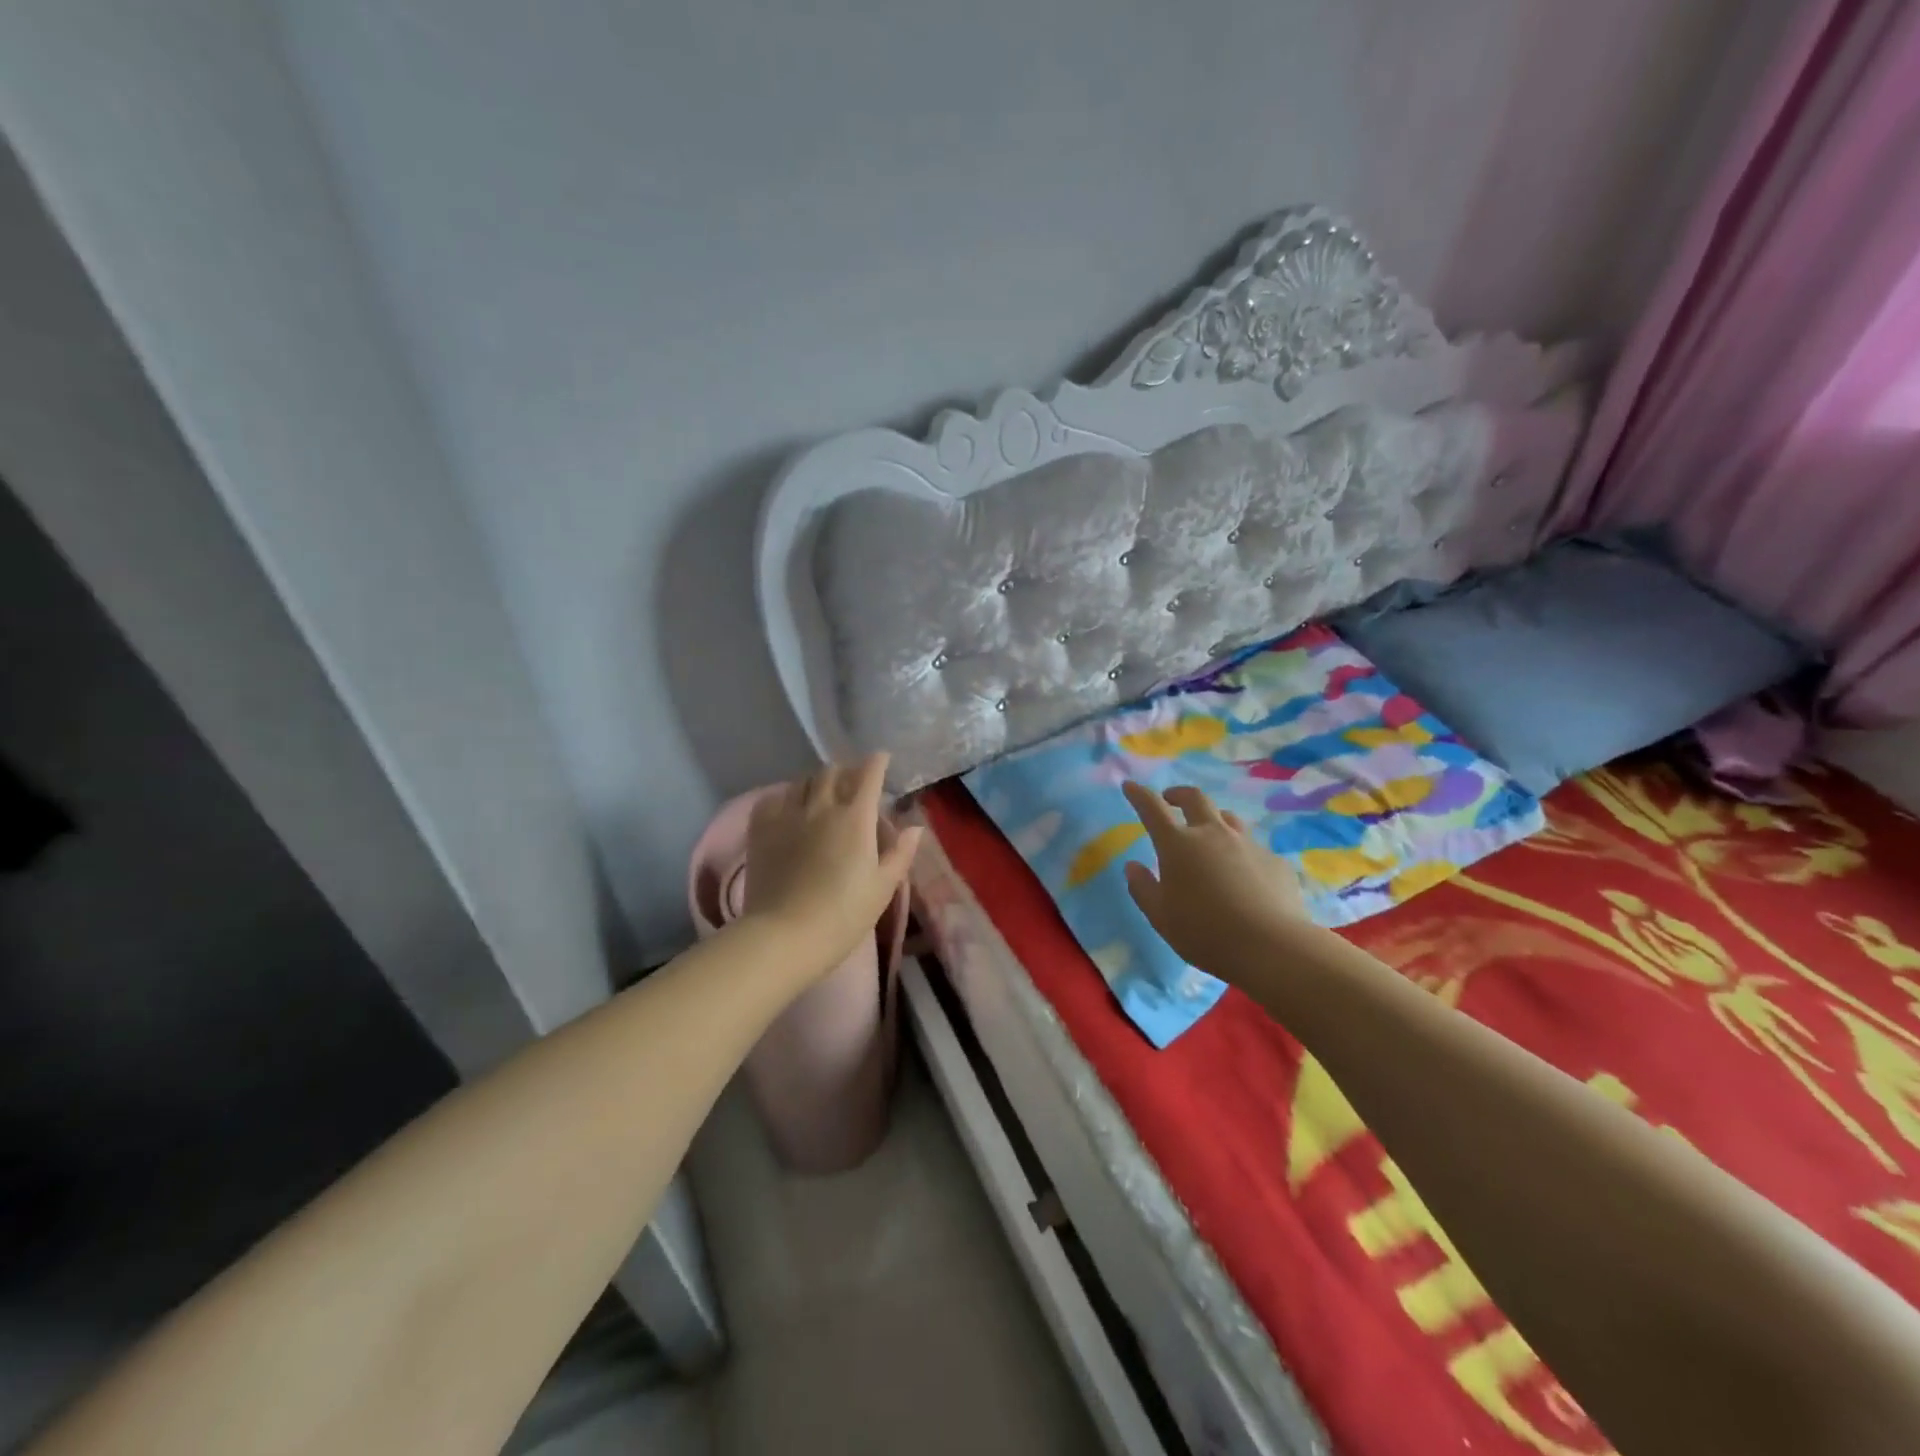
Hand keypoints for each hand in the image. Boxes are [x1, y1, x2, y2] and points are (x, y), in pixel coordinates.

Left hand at [744, 754, 922, 979]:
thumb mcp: (882, 888)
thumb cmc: (843, 915)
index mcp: (856, 818)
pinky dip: (784, 797)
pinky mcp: (761, 830)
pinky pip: (771, 799)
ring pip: (802, 782)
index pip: (869, 775)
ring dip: (816, 782)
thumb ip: (900, 853)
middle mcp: (822, 807)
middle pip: (832, 772)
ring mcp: (788, 816)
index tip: (881, 759)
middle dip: (846, 771)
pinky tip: (788, 808)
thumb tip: (915, 827)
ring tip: (821, 793)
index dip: (877, 762)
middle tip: (853, 782)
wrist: (785, 936)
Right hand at [1121, 781, 1310, 977]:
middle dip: (1179, 794)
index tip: (1130, 786)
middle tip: (1171, 799)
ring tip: (1209, 833)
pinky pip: (1254, 848)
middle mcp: (1213, 834)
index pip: (1152, 809)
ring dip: (1213, 819)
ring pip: (1228, 819)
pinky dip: (1242, 853)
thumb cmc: (1204, 932)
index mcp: (1178, 845)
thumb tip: (1133, 867)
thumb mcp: (1161, 917)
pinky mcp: (1275, 861)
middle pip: (1195, 799)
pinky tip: (1245, 876)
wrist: (1271, 947)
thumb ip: (1143, 888)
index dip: (1139, 795)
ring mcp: (1248, 844)